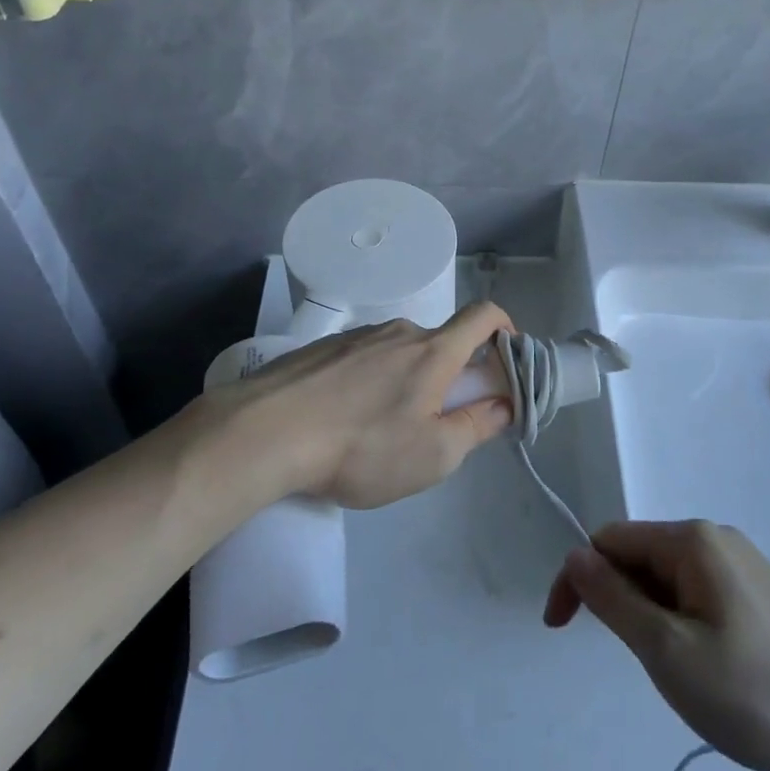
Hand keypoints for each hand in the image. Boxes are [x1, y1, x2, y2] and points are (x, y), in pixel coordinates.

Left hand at [185, 300, 517, 508]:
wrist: (263, 433)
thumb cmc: (361, 447)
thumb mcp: (433, 455)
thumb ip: (477, 426)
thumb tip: (503, 404)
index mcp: (432, 352)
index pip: (483, 315)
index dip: (505, 329)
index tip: (506, 359)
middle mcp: (398, 332)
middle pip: (439, 343)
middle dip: (450, 375)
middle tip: (434, 422)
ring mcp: (355, 337)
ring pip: (398, 353)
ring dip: (406, 381)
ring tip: (380, 430)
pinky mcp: (321, 349)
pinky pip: (362, 360)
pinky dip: (369, 383)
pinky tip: (342, 420)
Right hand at [544, 520, 769, 770]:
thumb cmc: (754, 692)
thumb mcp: (667, 650)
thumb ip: (613, 599)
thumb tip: (574, 556)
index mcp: (690, 539)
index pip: (608, 540)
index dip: (578, 579)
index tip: (561, 630)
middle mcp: (714, 537)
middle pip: (638, 555)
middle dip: (617, 600)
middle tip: (636, 662)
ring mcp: (740, 563)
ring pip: (666, 578)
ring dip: (648, 615)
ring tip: (674, 671)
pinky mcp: (758, 592)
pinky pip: (696, 593)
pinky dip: (678, 621)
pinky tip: (704, 665)